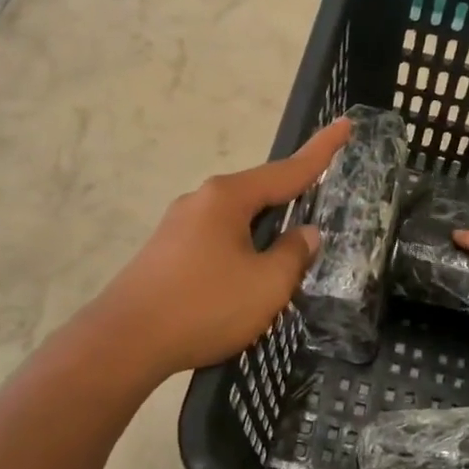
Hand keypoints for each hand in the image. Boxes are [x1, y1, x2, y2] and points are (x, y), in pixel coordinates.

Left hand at [99, 118, 350, 376]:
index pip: (287, 170)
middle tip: (320, 203)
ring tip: (286, 256)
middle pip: (259, 193)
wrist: (123, 344)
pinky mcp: (165, 252)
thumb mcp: (267, 285)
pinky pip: (218, 240)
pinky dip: (242, 249)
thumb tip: (304, 234)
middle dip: (290, 198)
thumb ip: (293, 254)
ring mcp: (178, 226)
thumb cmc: (204, 306)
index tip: (345, 124)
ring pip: (237, 220)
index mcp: (228, 198)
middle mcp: (201, 201)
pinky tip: (246, 278)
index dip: (321, 151)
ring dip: (264, 232)